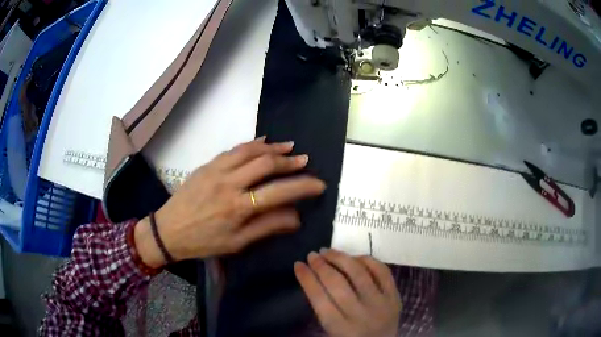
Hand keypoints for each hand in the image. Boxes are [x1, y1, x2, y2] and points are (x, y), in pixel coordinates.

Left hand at [135, 137, 325, 266]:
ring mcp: (217, 171)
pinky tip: (263, 141)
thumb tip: (296, 217)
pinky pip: (233, 149)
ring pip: (250, 151)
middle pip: (266, 164)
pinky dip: (251, 144)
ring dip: (273, 148)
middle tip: (305, 160)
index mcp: (238, 208)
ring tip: (289, 147)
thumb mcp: (237, 243)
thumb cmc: (204, 241)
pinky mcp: (207, 165)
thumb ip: (267, 227)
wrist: (169, 230)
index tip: (319, 184)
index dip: (303, 186)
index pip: (279, 192)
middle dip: (290, 162)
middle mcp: (229, 184)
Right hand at [294, 249, 400, 336]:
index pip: (319, 298)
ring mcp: (381, 304)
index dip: (306, 278)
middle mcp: (361, 314)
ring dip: (341, 258)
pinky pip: (382, 271)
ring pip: (359, 273)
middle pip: (337, 283)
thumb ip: (323, 308)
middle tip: (312, 255)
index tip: (298, 264)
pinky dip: (368, 260)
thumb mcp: (331, 330)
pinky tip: (355, 257)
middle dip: (321, 266)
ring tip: (328, 251)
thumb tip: (312, 276)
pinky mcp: (395, 296)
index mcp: (340, 327)